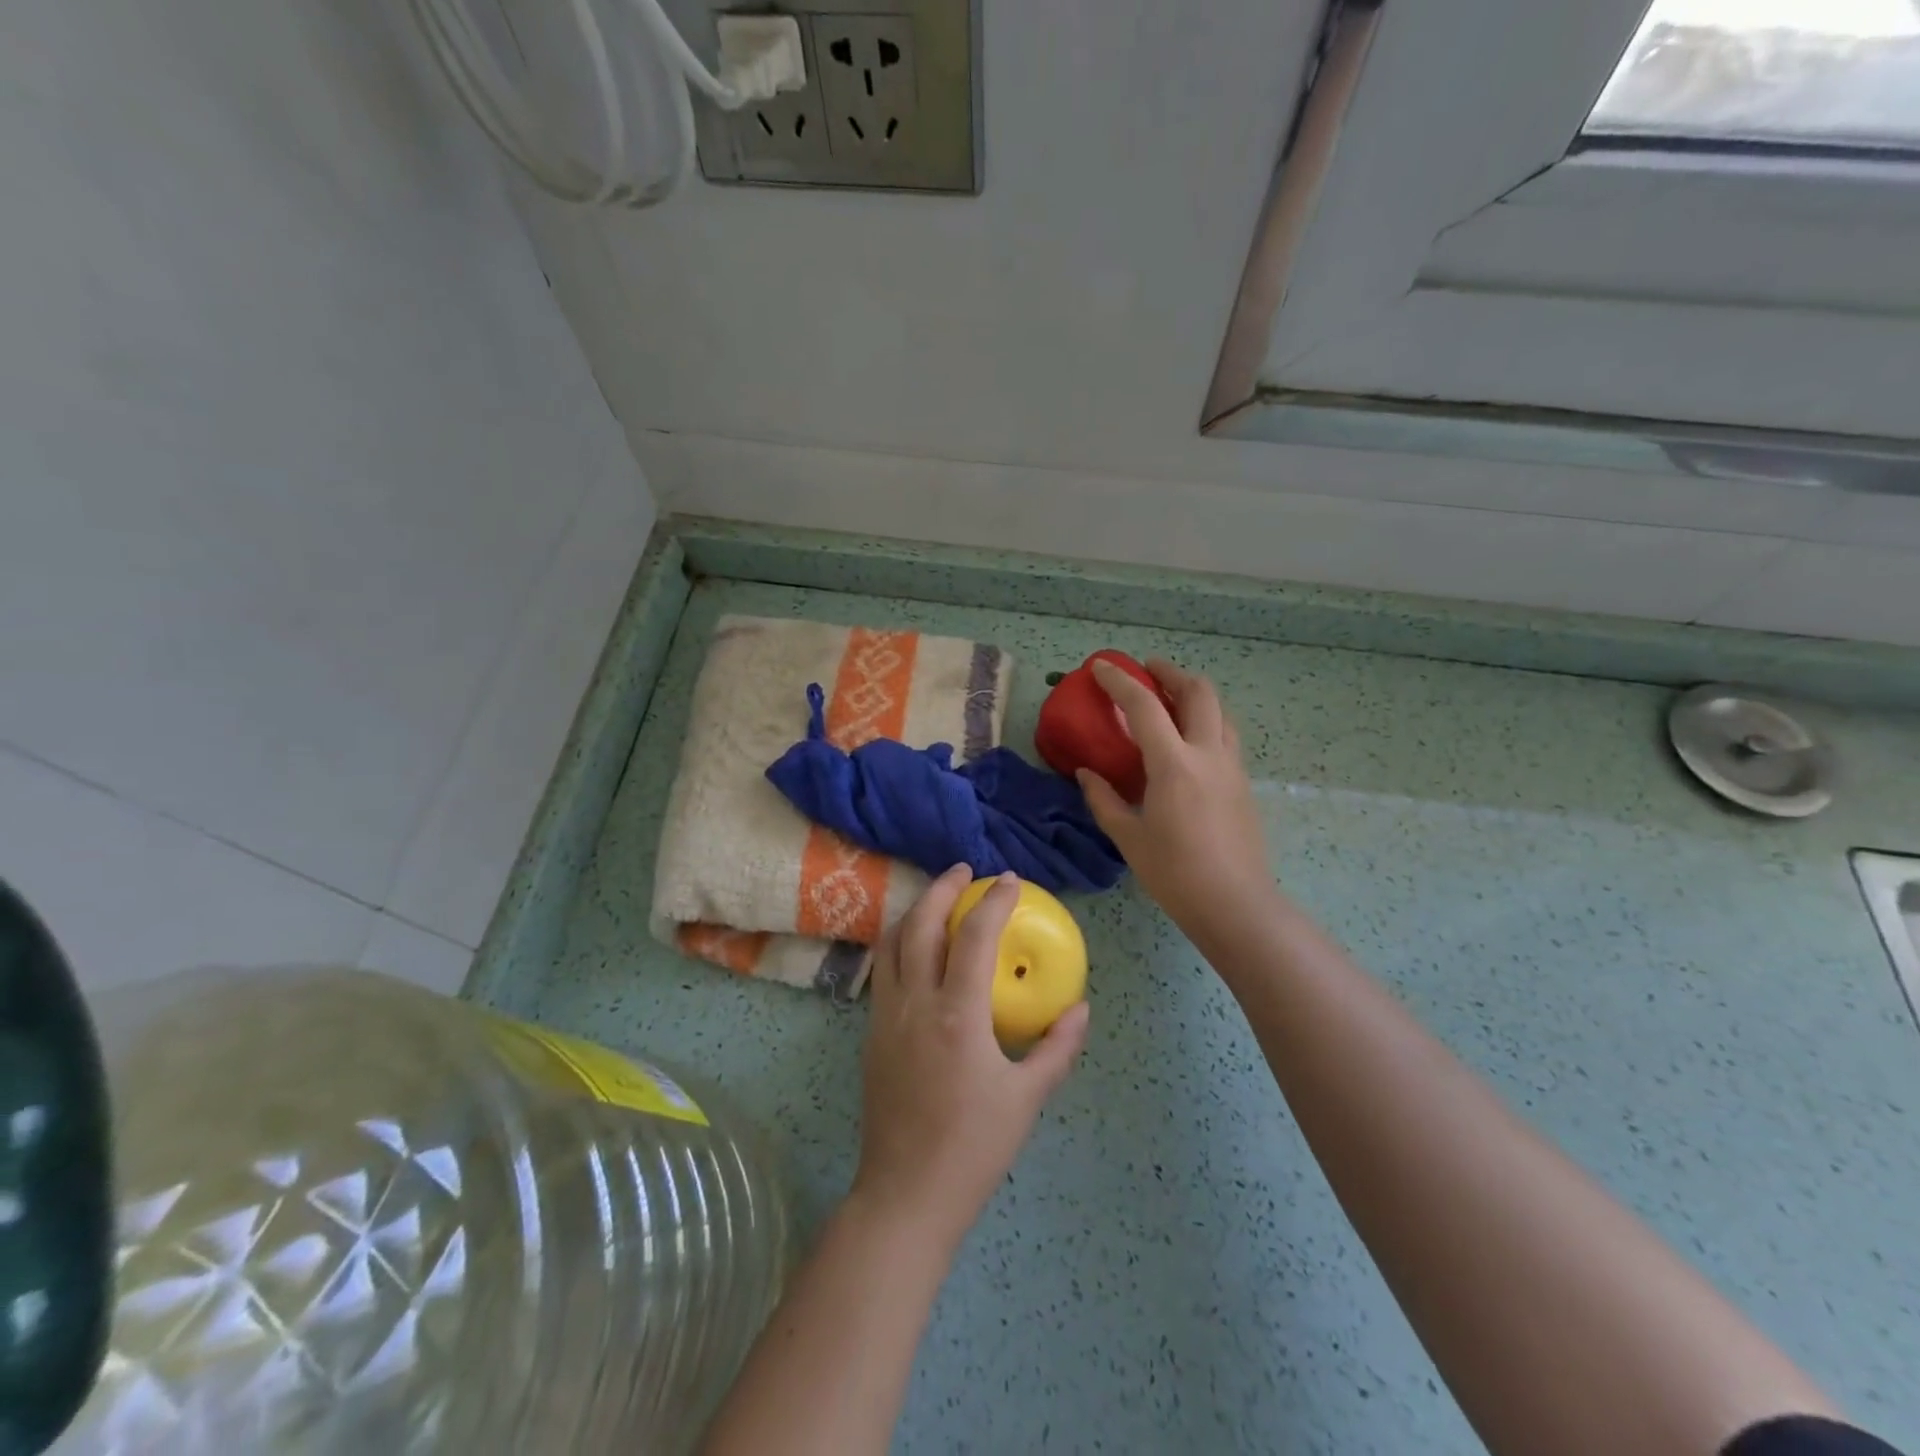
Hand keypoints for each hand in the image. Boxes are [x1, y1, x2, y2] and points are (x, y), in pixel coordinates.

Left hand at [853, 866, 1090, 1252]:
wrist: (906, 1194)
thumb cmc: (973, 1148)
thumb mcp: (1027, 1099)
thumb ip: (1057, 1048)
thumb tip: (1081, 1008)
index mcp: (957, 1015)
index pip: (973, 937)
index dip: (993, 902)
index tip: (1010, 880)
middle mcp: (915, 1003)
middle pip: (922, 924)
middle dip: (943, 887)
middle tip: (965, 870)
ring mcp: (886, 1015)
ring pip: (893, 941)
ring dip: (916, 909)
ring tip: (939, 897)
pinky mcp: (872, 1032)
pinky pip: (884, 969)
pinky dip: (900, 941)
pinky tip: (917, 946)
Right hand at [1076, 658, 1276, 933]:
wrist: (1235, 904)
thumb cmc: (1174, 873)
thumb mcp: (1128, 837)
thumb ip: (1103, 799)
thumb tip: (1086, 773)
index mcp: (1174, 765)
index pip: (1144, 707)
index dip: (1120, 681)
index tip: (1101, 667)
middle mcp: (1208, 754)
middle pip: (1198, 692)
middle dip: (1170, 673)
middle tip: (1147, 670)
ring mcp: (1232, 766)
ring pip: (1219, 710)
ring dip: (1193, 694)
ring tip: (1169, 698)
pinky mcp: (1244, 782)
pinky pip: (1225, 734)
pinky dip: (1205, 720)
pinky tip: (1188, 740)